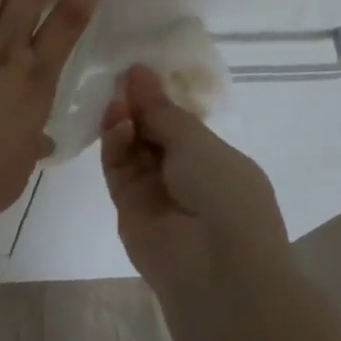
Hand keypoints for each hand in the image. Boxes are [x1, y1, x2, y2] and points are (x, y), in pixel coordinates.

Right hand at [100, 65, 289, 294]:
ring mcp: (156, 194)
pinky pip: (118, 170)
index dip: (161, 98)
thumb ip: (161, 109)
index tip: (138, 71)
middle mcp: (187, 177)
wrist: (214, 269)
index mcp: (216, 161)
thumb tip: (137, 71)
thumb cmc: (225, 195)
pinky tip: (117, 124)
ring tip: (118, 103)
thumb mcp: (198, 143)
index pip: (182, 124)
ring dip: (125, 123)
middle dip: (138, 107)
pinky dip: (115, 145)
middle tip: (120, 81)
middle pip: (153, 134)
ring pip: (132, 150)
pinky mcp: (128, 209)